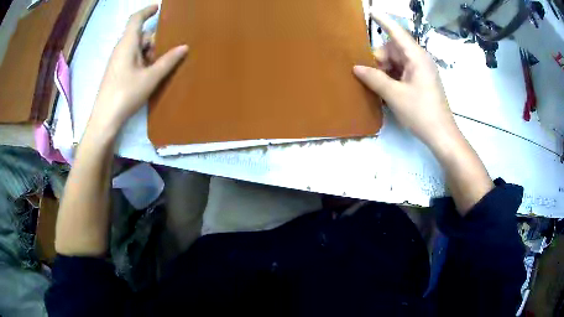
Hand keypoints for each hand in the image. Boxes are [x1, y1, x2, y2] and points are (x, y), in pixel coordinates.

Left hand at [89, 5, 187, 133]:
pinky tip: (150, 73)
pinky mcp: (117, 71)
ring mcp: (117, 61)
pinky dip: (143, 60)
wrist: (105, 119)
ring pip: (137, 48)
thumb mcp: (150, 77)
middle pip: (140, 35)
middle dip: (154, 40)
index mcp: (127, 44)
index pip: (136, 19)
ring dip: (149, 52)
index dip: (147, 11)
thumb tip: (184, 47)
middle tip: (167, 51)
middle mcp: (121, 49)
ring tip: (160, 66)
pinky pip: (132, 58)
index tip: (158, 8)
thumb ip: (168, 61)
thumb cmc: (126, 94)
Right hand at [353, 11, 456, 146]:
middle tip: (370, 74)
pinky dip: (392, 76)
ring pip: (397, 60)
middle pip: (394, 48)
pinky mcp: (421, 81)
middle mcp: (420, 59)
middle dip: (380, 58)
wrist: (441, 135)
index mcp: (416, 57)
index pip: (397, 32)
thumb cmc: (421, 113)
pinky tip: (386, 88)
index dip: (383, 21)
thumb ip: (374, 79)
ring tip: (377, 84)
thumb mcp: (395, 95)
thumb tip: (356, 67)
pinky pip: (402, 71)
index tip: (371, 11)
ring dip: (385, 69)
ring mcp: (421, 70)